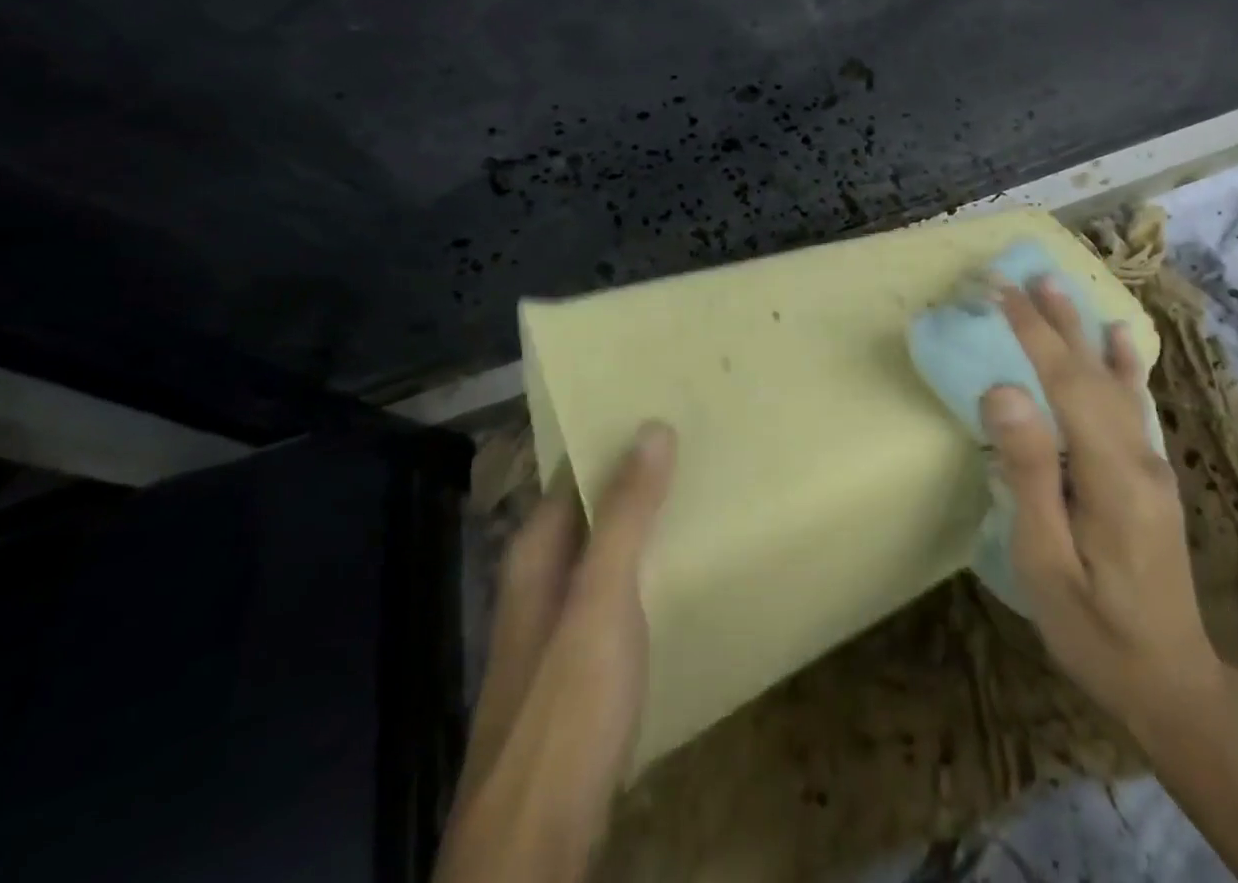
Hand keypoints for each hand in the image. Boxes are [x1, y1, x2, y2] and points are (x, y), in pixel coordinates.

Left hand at [436, 422, 676, 882]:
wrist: (536, 842)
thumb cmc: (565, 707)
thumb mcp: (600, 600)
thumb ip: (624, 515)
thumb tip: (652, 426)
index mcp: (536, 552)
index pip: (572, 469)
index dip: (612, 435)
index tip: (662, 400)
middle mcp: (542, 578)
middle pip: (590, 505)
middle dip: (636, 471)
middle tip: (698, 434)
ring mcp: (561, 622)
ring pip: (606, 546)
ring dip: (644, 516)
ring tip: (701, 483)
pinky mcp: (584, 661)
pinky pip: (619, 585)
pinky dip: (648, 560)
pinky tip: (684, 560)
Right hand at [980, 279, 1221, 731]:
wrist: (1173, 685)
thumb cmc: (1096, 631)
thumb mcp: (1048, 562)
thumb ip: (1029, 474)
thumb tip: (1004, 391)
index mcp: (1111, 475)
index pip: (1067, 382)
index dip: (1032, 332)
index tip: (1000, 290)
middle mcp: (1139, 457)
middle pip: (1092, 372)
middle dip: (1054, 319)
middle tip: (1023, 272)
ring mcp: (1152, 465)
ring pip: (1114, 381)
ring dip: (1083, 330)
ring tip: (1059, 288)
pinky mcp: (1152, 477)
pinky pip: (1132, 405)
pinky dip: (1122, 364)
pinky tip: (1121, 340)